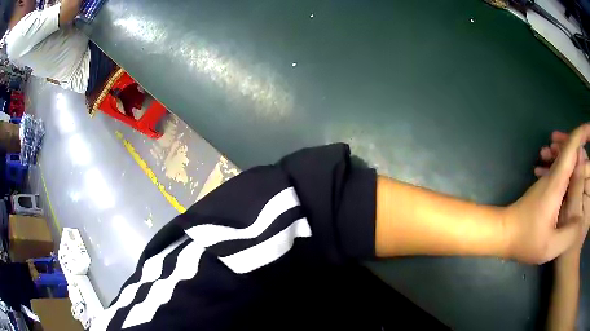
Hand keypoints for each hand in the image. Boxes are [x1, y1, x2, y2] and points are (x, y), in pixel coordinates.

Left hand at [503, 125, 589, 263]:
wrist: (502, 232)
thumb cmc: (525, 240)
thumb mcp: (550, 246)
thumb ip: (569, 234)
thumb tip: (580, 221)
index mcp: (556, 183)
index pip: (571, 149)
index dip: (582, 135)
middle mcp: (552, 175)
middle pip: (569, 149)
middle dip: (582, 143)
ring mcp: (548, 180)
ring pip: (565, 159)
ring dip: (576, 156)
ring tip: (586, 161)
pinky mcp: (545, 188)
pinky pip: (561, 172)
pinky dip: (570, 170)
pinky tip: (575, 181)